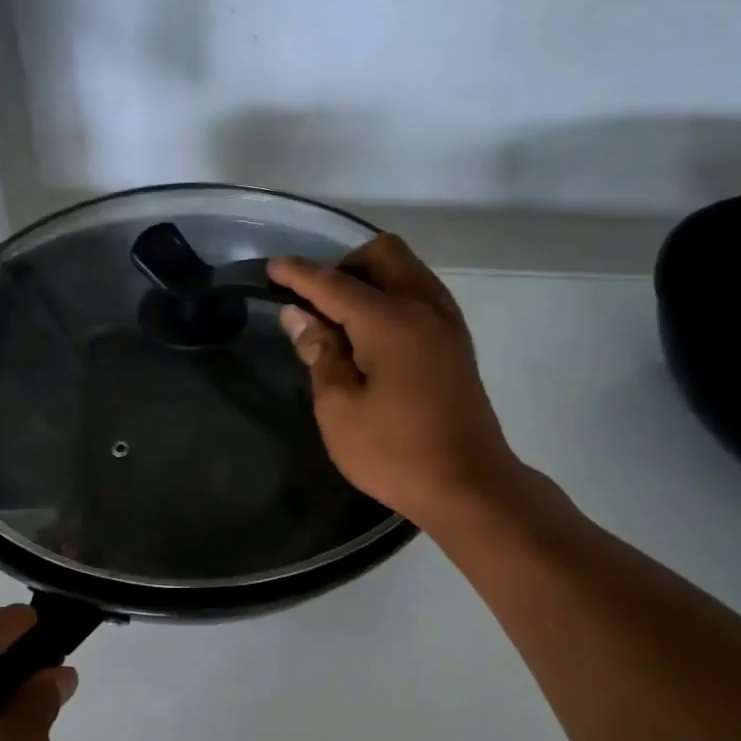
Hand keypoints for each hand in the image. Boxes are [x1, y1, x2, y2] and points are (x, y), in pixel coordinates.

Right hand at [269, 234, 526, 530]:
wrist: (468, 485)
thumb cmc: (394, 453)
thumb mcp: (339, 409)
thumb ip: (319, 353)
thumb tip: (298, 315)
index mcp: (390, 321)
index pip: (334, 283)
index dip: (299, 274)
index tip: (271, 267)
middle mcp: (424, 307)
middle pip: (383, 254)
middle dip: (343, 265)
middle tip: (317, 304)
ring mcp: (447, 323)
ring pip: (407, 270)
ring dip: (371, 278)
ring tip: (342, 320)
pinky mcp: (456, 342)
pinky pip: (421, 294)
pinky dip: (393, 297)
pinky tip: (373, 336)